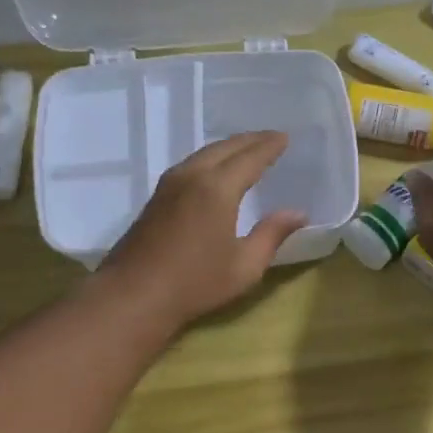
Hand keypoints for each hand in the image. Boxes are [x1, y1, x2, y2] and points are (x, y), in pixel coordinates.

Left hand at [98, 131, 307, 330]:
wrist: (134, 295)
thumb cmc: (195, 283)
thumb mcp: (245, 265)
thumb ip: (272, 234)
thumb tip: (298, 213)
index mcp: (217, 188)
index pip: (250, 158)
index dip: (269, 147)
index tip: (285, 137)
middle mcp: (192, 176)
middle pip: (225, 148)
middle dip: (250, 141)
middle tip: (271, 138)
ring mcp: (169, 185)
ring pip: (204, 154)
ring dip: (229, 148)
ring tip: (247, 150)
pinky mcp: (157, 197)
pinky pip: (190, 165)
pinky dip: (211, 159)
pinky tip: (216, 170)